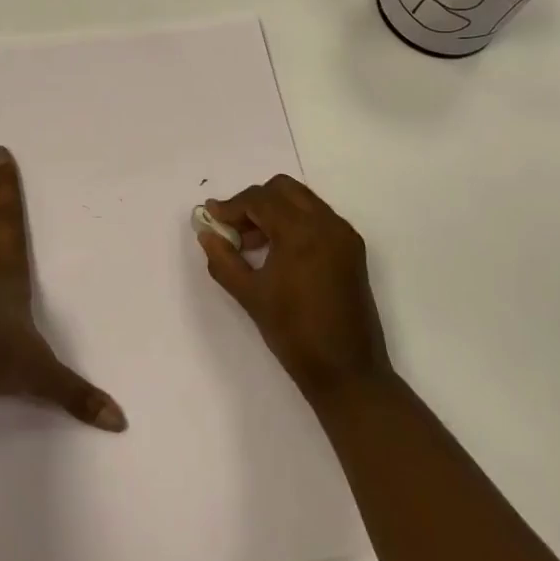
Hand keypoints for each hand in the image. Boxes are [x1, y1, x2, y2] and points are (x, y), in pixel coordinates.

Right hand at [198, 175, 391, 403]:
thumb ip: (223, 259)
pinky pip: (318, 218)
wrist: (347, 371)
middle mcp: (327, 223)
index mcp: (302, 232)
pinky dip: (294, 222)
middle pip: (283, 189)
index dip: (231, 206)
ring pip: (302, 200)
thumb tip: (207, 233)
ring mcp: (343, 235)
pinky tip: (278, 252)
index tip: (211, 218)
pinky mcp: (352, 248)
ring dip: (274, 210)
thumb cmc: (294, 333)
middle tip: (234, 228)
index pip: (260, 200)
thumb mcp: (250, 296)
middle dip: (254, 202)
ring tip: (252, 243)